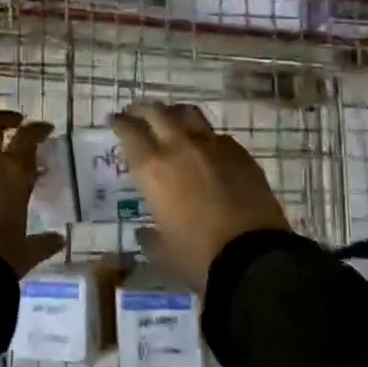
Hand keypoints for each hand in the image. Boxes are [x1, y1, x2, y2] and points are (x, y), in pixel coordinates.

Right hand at [110, 102, 289, 289]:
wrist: (253, 255)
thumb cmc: (198, 256)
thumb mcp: (164, 253)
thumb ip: (150, 238)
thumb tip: (144, 233)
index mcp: (153, 169)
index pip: (129, 132)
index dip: (119, 123)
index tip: (114, 120)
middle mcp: (179, 147)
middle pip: (157, 112)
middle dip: (143, 110)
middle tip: (137, 113)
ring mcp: (213, 145)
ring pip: (188, 114)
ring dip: (174, 113)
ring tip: (171, 119)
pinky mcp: (240, 152)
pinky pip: (216, 135)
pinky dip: (204, 136)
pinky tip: (206, 148)